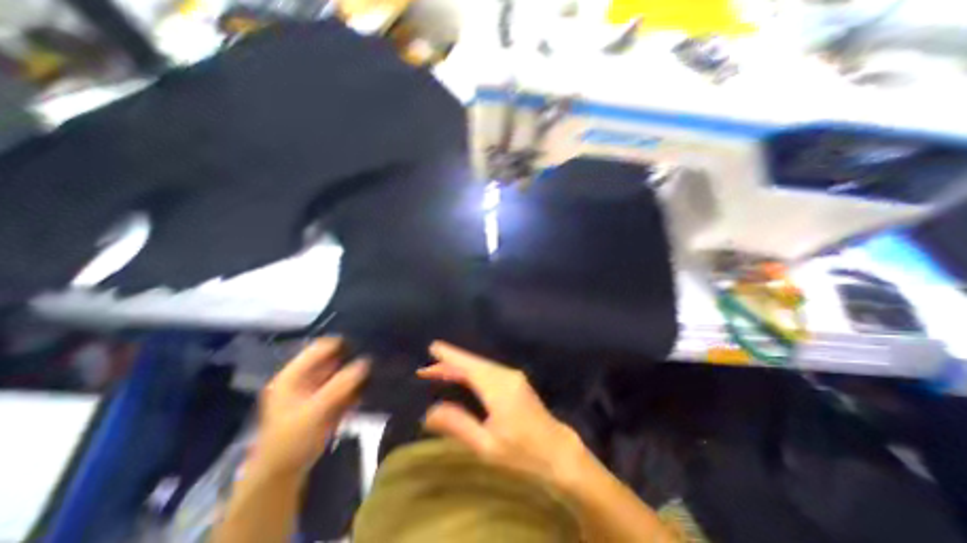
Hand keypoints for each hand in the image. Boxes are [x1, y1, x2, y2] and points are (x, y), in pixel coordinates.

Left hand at [250, 336, 367, 475]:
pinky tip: (371, 384)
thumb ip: (341, 384)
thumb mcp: (316, 410)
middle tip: (376, 356)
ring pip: (342, 371)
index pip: (321, 347)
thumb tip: (366, 361)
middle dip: (353, 357)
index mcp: (294, 374)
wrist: (282, 475)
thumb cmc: (292, 440)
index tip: (365, 346)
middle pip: (333, 357)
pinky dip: (357, 384)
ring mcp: (316, 389)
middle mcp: (305, 377)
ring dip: (357, 370)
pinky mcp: (327, 400)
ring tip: (377, 368)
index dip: (342, 344)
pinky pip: (346, 385)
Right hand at [418, 341, 583, 485]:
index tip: (433, 347)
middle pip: (474, 363)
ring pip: (481, 366)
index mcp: (498, 387)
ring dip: (461, 367)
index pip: (469, 366)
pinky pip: (489, 370)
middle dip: (451, 363)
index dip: (450, 356)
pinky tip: (464, 377)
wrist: (559, 453)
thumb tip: (430, 411)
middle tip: (427, 369)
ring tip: (439, 371)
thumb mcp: (486, 446)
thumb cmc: (523, 454)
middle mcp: (506, 375)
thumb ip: (458, 424)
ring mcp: (513, 377)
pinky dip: (472, 371)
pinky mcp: (517, 381)